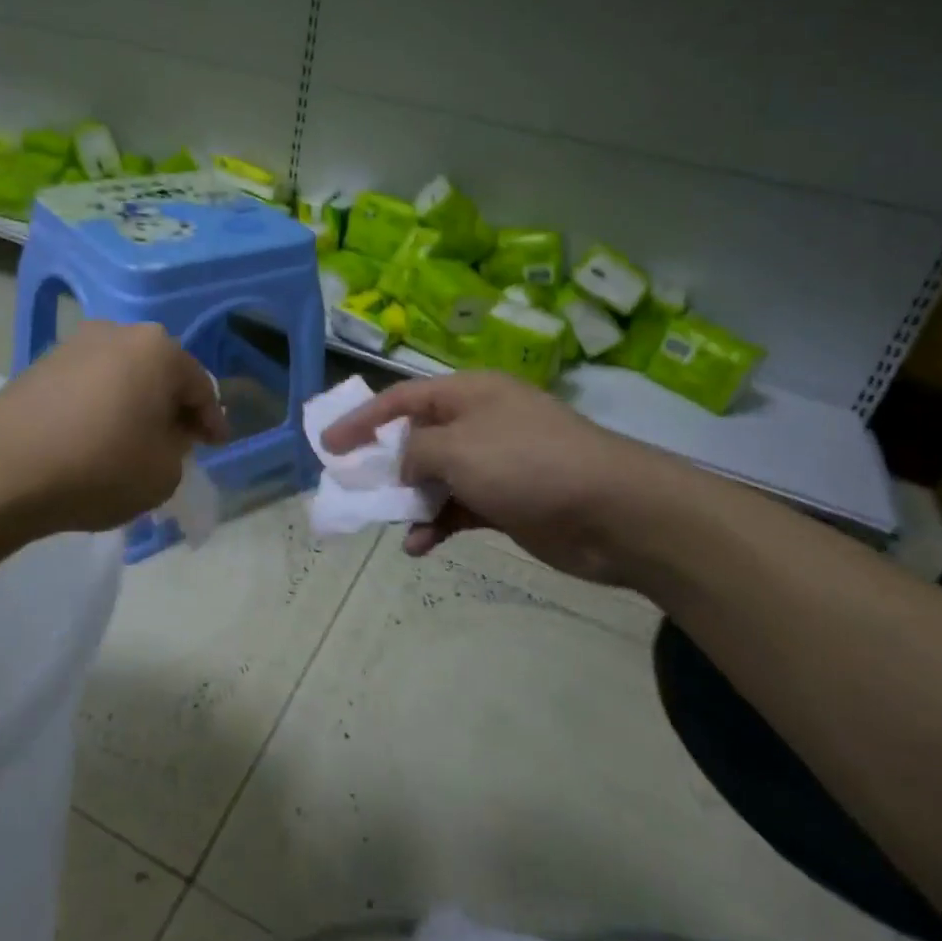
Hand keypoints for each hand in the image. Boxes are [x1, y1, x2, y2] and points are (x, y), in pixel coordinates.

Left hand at [0, 322, 228, 539]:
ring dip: (136, 404)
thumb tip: (164, 434)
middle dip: (173, 407)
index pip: (200, 386)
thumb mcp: (163, 473)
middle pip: (161, 373)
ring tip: (135, 441)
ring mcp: (76, 344)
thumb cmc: (98, 468)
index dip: (212, 420)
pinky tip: (97, 436)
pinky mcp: (41, 362)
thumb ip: (179, 448)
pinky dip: (102, 406)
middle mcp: (119, 332)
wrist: (0, 472)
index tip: (216, 445)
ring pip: (124, 375)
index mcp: (158, 349)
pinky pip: (90, 384)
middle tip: (179, 441)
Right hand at [320, 372, 703, 583]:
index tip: (328, 445)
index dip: (362, 419)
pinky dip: (437, 524)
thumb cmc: (527, 464)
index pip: (401, 398)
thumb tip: (402, 467)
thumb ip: (415, 452)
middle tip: (352, 486)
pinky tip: (420, 546)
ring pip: (435, 477)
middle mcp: (479, 422)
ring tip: (385, 521)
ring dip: (409, 500)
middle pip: (417, 437)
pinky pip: (458, 508)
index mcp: (468, 393)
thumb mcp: (458, 448)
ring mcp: (495, 463)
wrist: (613, 512)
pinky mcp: (506, 502)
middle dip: (384, 463)